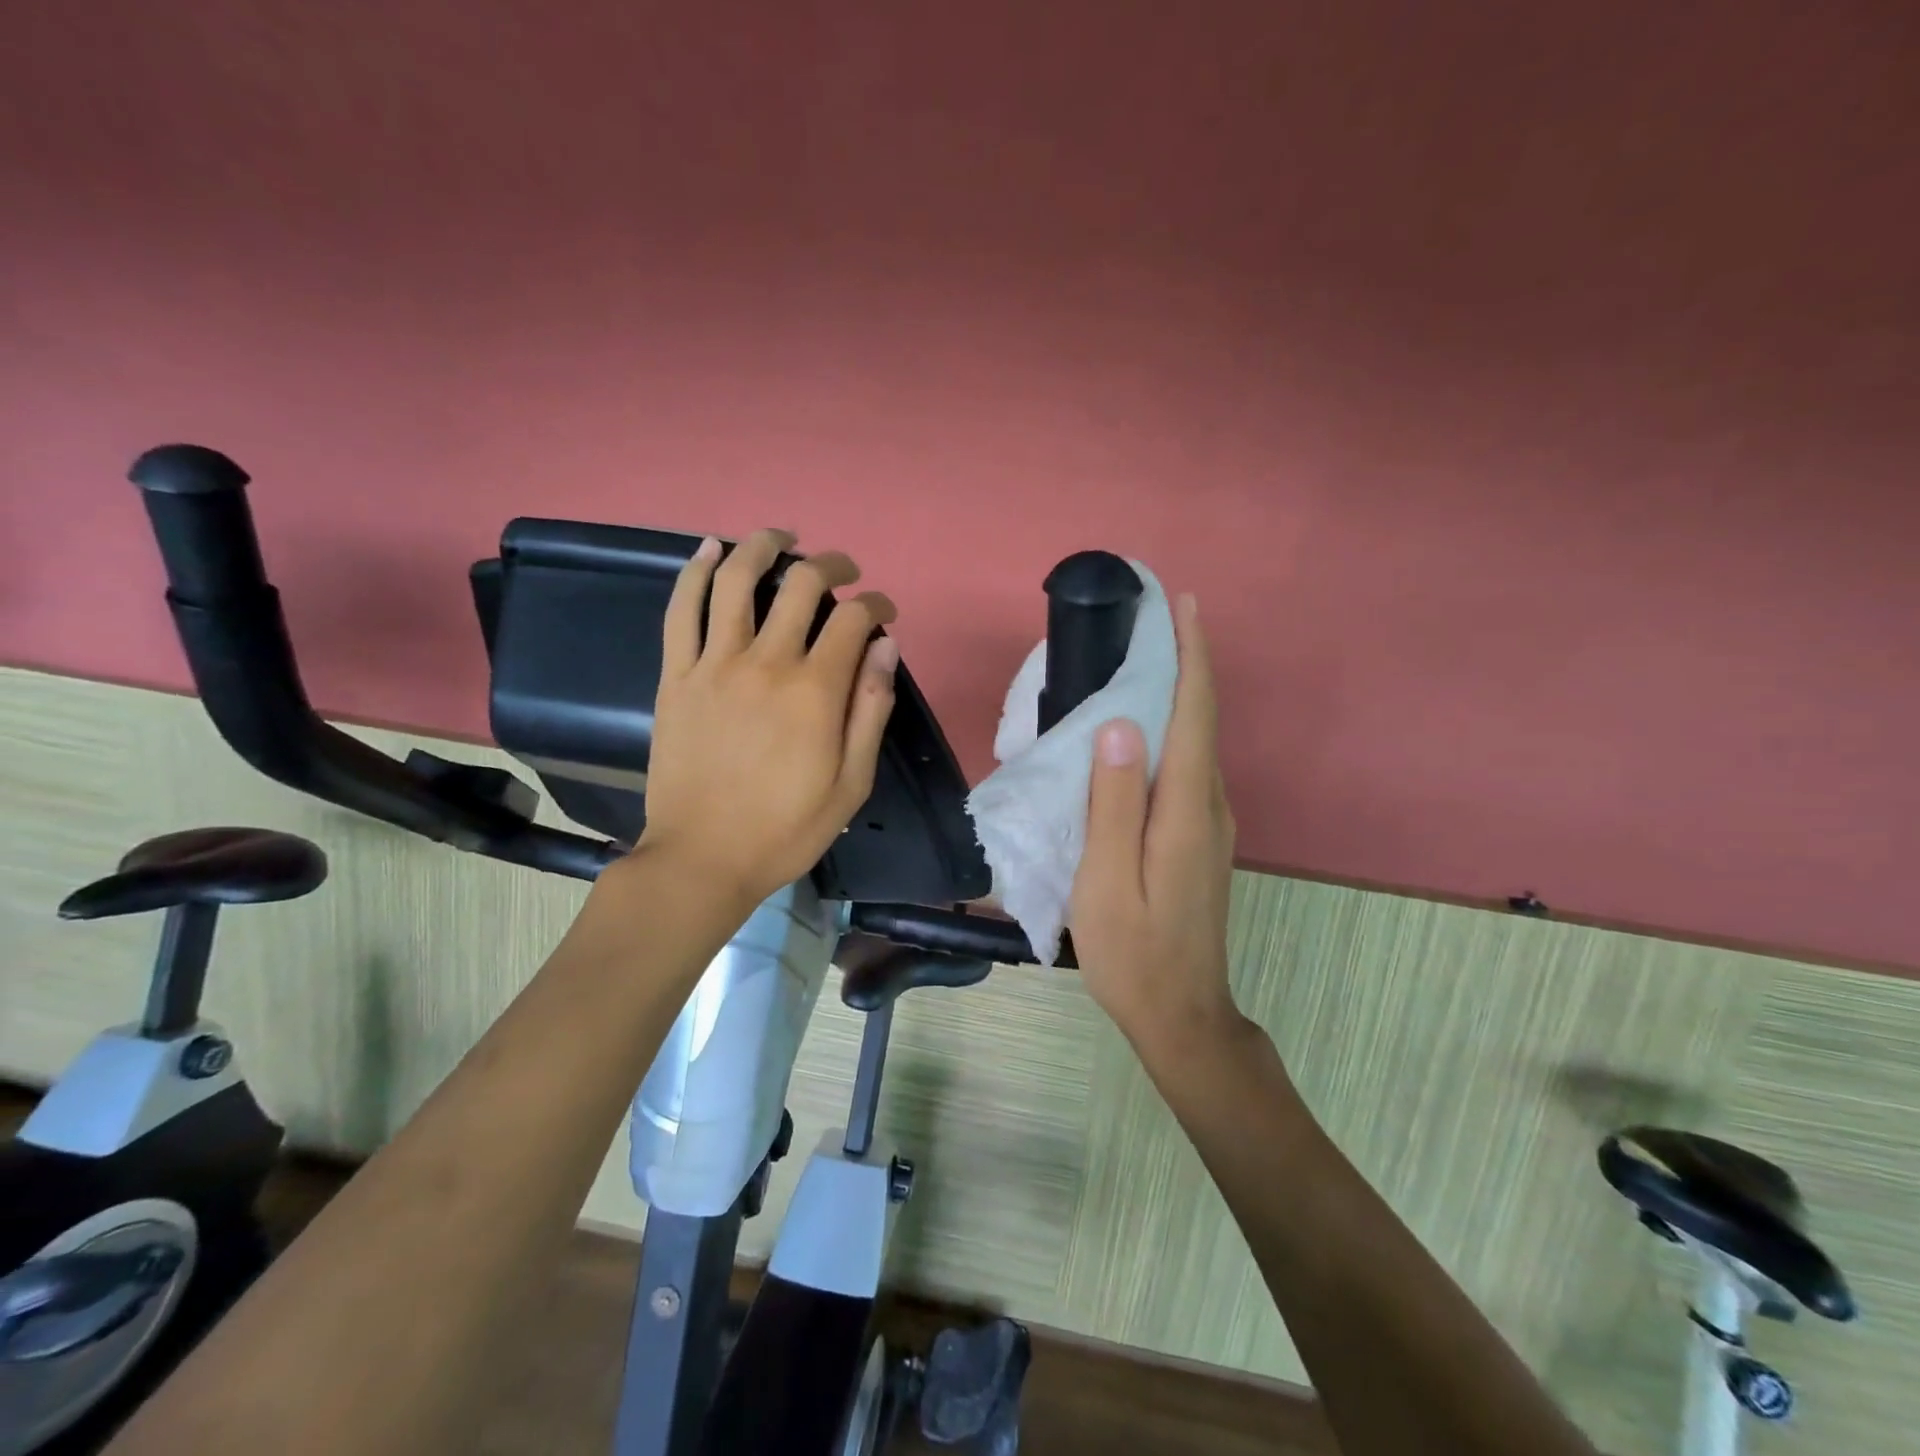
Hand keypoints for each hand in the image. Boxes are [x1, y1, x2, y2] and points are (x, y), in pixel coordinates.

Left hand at [634, 529, 898, 908]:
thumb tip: (885, 646)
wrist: (702, 859)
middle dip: (832, 566)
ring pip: (738, 580)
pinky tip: (710, 549)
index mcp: (815, 691)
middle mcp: (766, 662)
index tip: (884, 612)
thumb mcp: (852, 782)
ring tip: (783, 538)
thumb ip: (871, 709)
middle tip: (843, 572)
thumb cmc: (786, 829)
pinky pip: (682, 609)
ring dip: (764, 546)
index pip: (854, 619)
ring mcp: (714, 664)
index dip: (876, 604)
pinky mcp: (676, 675)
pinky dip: (696, 571)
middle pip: (802, 585)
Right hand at [1069, 594, 1243, 1054]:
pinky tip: (1140, 733)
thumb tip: (1121, 725)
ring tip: (1141, 661)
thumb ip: (1113, 802)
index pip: (1194, 713)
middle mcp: (1209, 806)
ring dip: (1177, 694)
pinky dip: (1170, 732)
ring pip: (1195, 742)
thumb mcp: (1105, 879)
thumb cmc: (1133, 950)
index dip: (1191, 655)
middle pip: (1201, 719)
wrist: (1180, 1014)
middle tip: (1148, 621)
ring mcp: (1210, 824)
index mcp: (1186, 809)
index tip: (1181, 604)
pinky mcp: (1200, 839)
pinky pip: (1187, 767)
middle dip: (1183, 662)